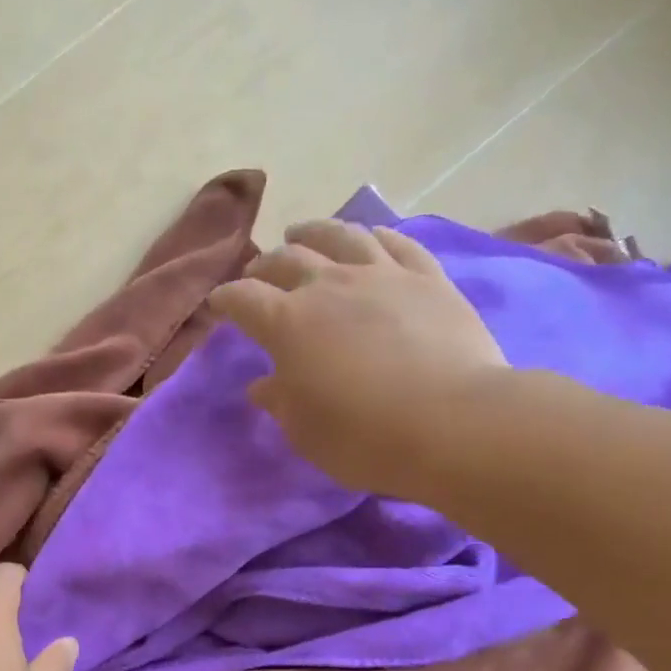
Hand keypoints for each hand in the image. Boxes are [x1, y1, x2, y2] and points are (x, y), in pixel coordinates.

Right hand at [210, 218, 508, 496]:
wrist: (453, 423)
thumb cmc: (363, 437)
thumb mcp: (305, 431)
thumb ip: (280, 401)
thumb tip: (263, 384)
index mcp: (288, 323)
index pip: (243, 299)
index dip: (226, 299)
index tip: (217, 305)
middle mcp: (329, 286)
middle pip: (287, 260)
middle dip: (264, 266)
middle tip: (258, 275)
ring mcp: (382, 275)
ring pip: (340, 236)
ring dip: (313, 233)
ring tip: (302, 234)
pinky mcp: (428, 278)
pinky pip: (398, 243)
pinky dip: (375, 236)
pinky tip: (370, 237)